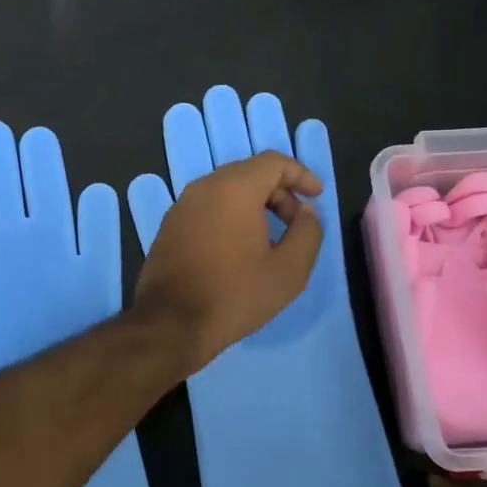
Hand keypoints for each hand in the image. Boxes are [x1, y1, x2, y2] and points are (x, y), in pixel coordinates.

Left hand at [131, 151, 323, 372]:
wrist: (171, 324)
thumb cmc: (235, 294)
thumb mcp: (289, 270)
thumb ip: (307, 232)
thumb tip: (306, 211)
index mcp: (233, 188)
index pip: (273, 162)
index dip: (300, 174)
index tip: (316, 196)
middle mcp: (203, 187)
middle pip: (249, 173)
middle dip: (279, 192)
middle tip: (296, 224)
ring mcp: (181, 206)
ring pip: (226, 190)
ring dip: (254, 205)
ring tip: (272, 239)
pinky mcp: (169, 227)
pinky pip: (207, 208)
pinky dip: (230, 216)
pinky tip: (240, 249)